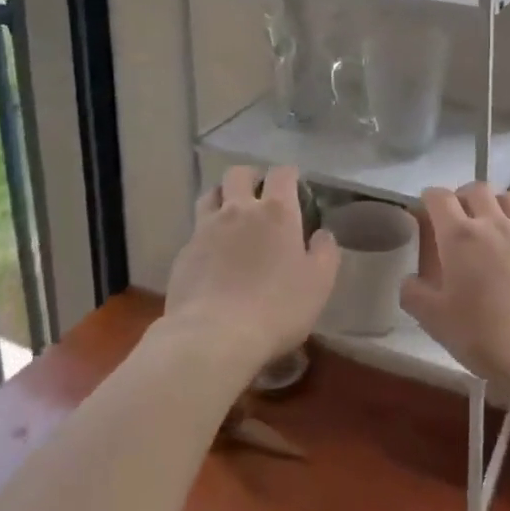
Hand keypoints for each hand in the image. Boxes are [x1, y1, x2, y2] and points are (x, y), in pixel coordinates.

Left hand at [164, 165, 339, 368]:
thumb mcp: (319, 283)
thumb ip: (325, 252)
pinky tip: (212, 255)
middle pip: (238, 173)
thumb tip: (322, 234)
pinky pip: (196, 230)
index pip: (282, 173)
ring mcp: (206, 229)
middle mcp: (238, 210)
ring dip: (223, 198)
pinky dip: (206, 234)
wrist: (213, 337)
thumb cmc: (276, 308)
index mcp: (276, 212)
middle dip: (250, 178)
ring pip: (210, 195)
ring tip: (231, 216)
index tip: (294, 186)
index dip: (289, 175)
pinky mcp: (184, 253)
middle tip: (259, 195)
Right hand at [402, 183, 509, 386]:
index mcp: (459, 236)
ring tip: (493, 224)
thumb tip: (408, 282)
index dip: (429, 199)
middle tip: (459, 217)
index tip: (425, 210)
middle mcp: (493, 223)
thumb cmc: (487, 332)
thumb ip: (415, 296)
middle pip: (477, 189)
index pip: (439, 198)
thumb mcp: (437, 322)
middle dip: (464, 196)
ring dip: (497, 205)